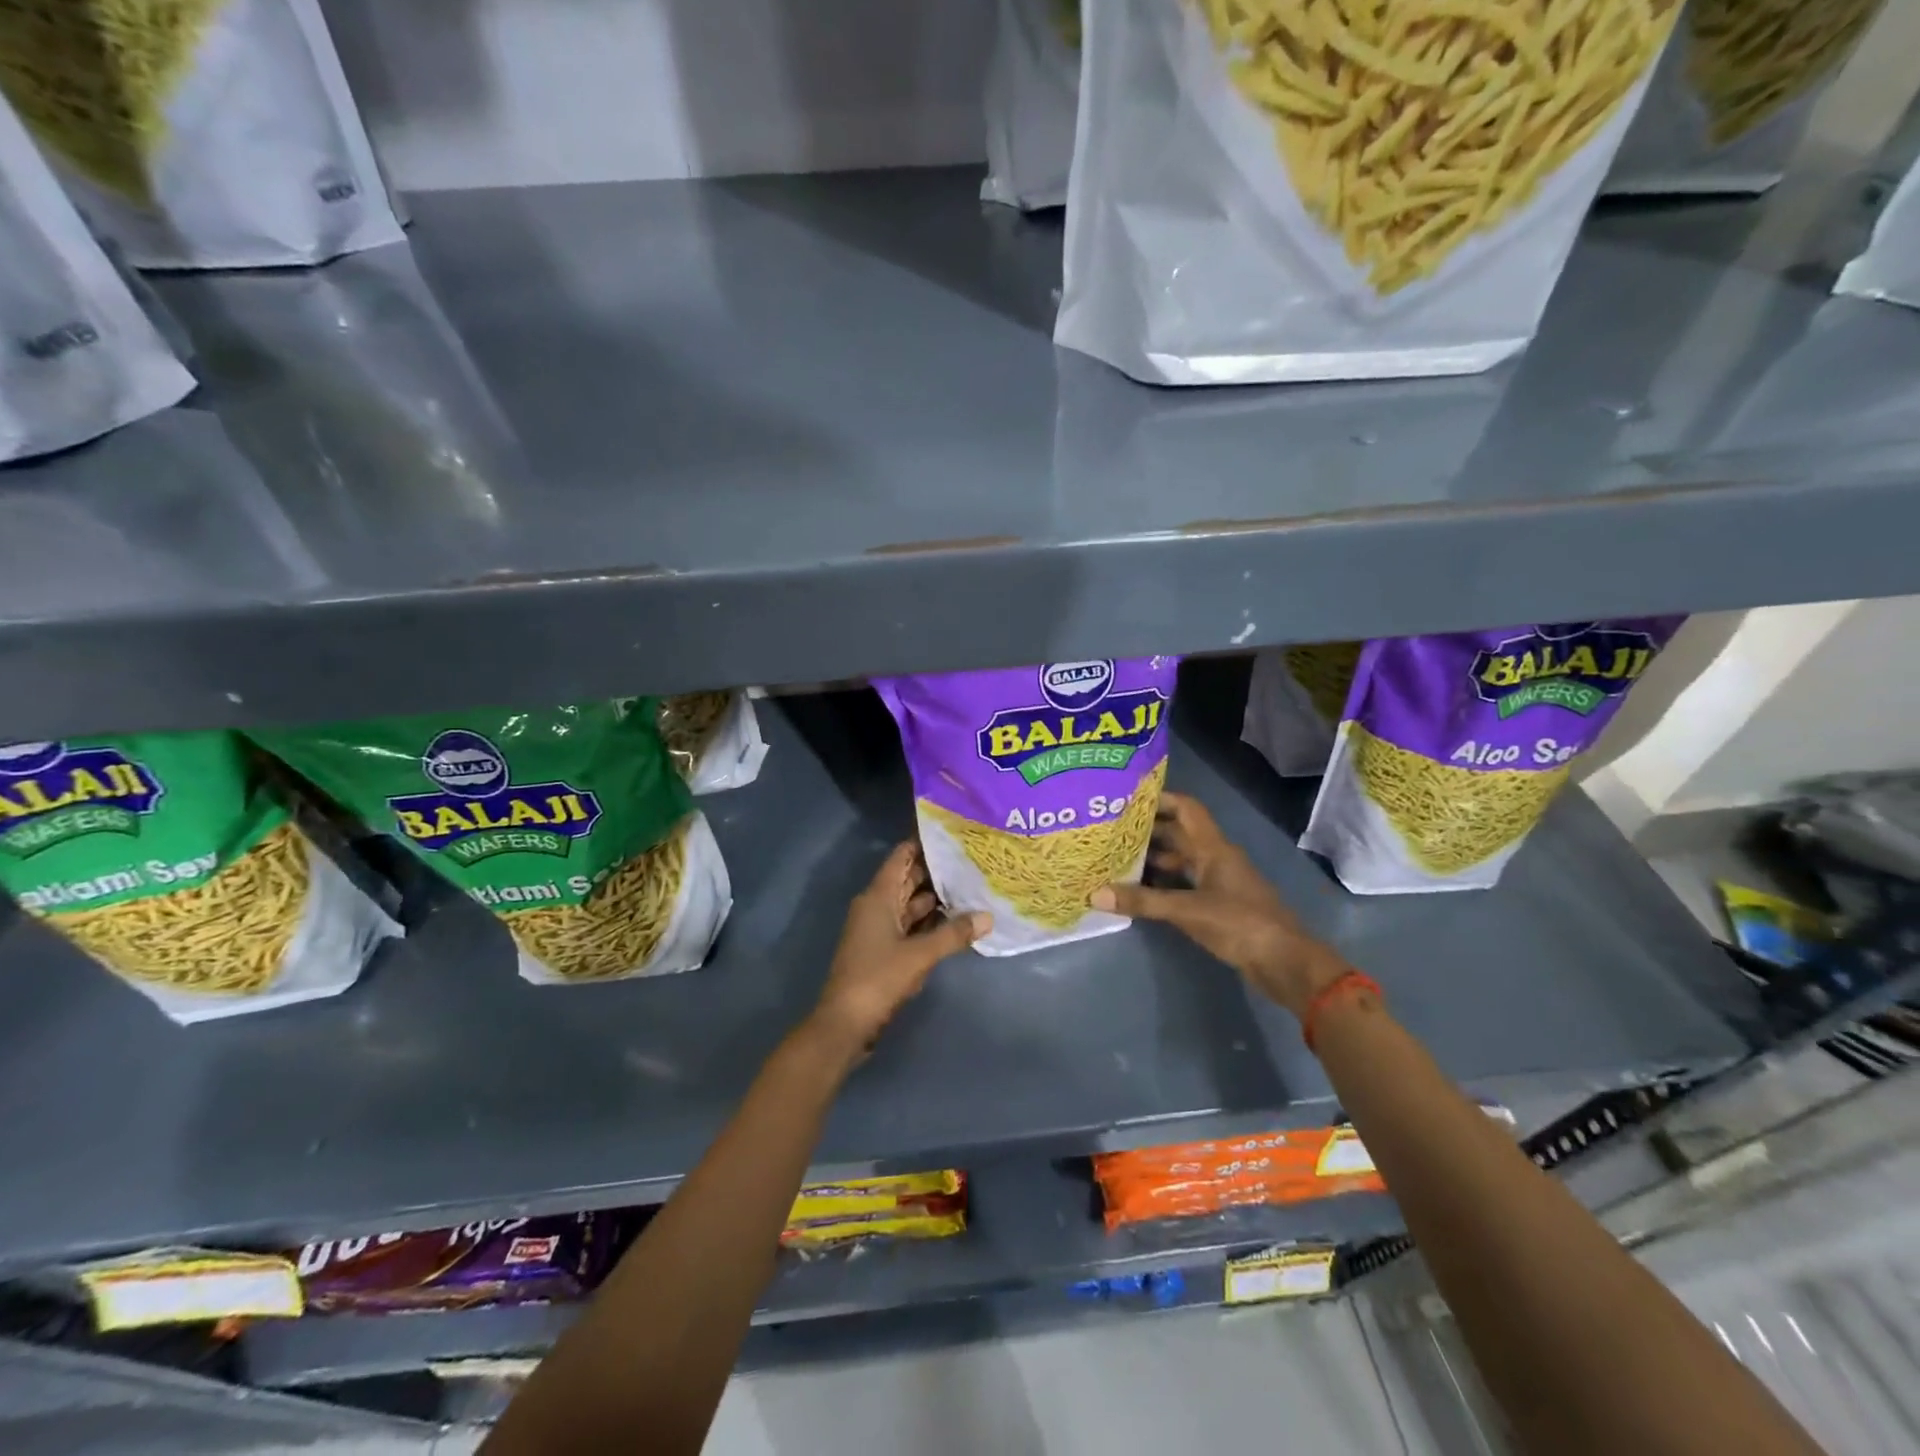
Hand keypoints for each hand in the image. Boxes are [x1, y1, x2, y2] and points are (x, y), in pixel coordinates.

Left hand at [808, 843, 989, 1062]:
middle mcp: (877, 906)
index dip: (924, 844)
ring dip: (936, 899)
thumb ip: (954, 934)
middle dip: (937, 871)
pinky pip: (910, 927)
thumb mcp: (920, 955)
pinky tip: (956, 922)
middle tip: (973, 860)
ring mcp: (879, 929)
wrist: (845, 1023)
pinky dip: (930, 923)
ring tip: (972, 887)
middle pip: (908, 879)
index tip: (953, 835)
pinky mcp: (884, 951)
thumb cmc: (878, 978)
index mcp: (878, 896)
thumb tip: (988, 916)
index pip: (901, 857)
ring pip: (910, 905)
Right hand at [1092, 791, 1345, 1016]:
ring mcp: (1217, 882)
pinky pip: (1183, 883)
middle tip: (1110, 829)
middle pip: (1179, 833)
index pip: (1186, 809)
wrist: (1284, 962)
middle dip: (1147, 829)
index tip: (1127, 797)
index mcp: (1214, 848)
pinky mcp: (1217, 904)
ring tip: (1116, 857)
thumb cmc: (1240, 924)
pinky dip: (1161, 883)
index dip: (1160, 798)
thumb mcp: (1188, 911)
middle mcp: (1215, 858)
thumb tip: (1095, 893)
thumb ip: (1143, 901)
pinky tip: (1138, 889)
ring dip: (1152, 857)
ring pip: (1180, 859)